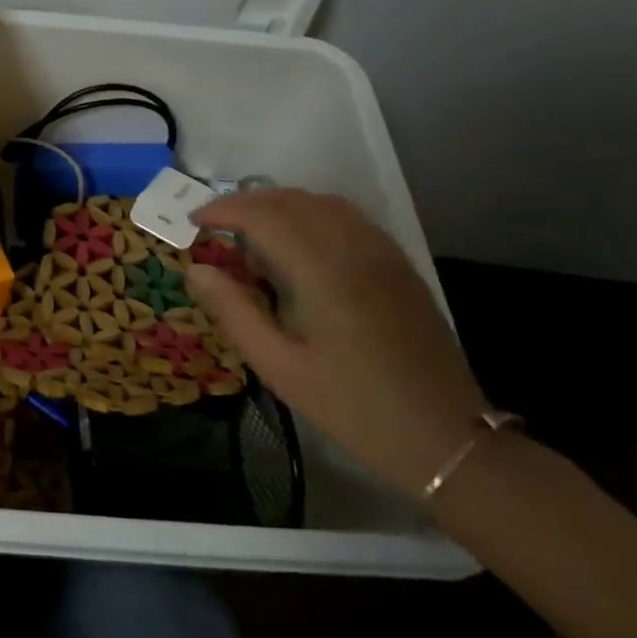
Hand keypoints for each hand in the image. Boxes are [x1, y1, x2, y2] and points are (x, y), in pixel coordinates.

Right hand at [183, 189, 488, 495]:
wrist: (444, 437)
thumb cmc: (350, 406)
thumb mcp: (278, 365)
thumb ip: (233, 310)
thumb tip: (196, 269)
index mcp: (323, 273)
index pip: (264, 216)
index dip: (223, 209)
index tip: (193, 220)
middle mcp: (355, 249)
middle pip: (293, 200)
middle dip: (246, 202)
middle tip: (213, 223)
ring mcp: (384, 254)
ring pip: (323, 203)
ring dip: (280, 204)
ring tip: (249, 229)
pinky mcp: (399, 266)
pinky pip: (349, 218)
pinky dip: (312, 214)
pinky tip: (298, 242)